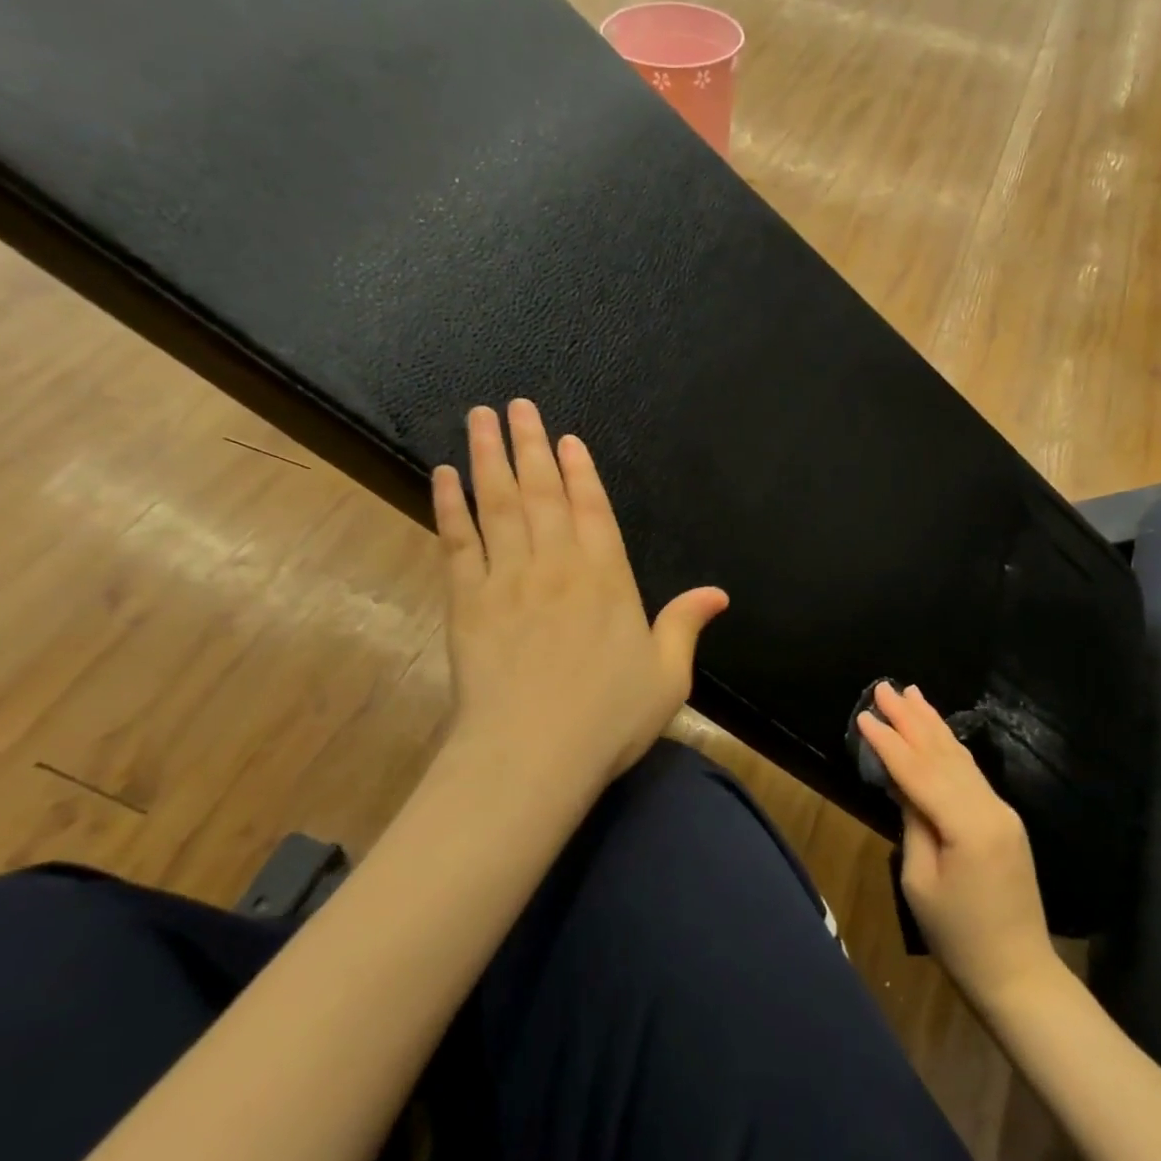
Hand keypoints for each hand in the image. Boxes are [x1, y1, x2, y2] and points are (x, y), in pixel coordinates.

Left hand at [432, 400, 727, 791]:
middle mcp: (557, 563)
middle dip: (529, 444)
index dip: (578, 470)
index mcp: (606, 576)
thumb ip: (686, 625)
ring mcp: (507, 578)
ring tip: (479, 419)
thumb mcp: (667, 675)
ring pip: (497, 503)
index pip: (591, 508)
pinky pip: (457, 541)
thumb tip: (718, 593)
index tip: (565, 438)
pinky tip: (442, 476)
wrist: (531, 755)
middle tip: (516, 405)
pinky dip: (448, 505)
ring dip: (488, 457)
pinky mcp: (467, 600)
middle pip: (541, 491)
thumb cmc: (607, 718)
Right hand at [855, 682, 1056, 1009]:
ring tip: (912, 693)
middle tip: (885, 687)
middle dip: (911, 718)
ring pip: (960, 757)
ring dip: (932, 724)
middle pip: (943, 753)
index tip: (864, 714)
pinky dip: (949, 747)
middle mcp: (989, 807)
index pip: (919, 771)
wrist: (1019, 973)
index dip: (889, 742)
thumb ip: (913, 823)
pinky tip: (937, 731)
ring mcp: (1002, 811)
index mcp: (967, 824)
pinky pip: (970, 773)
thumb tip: (902, 782)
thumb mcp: (921, 882)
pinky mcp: (1003, 819)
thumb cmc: (959, 937)